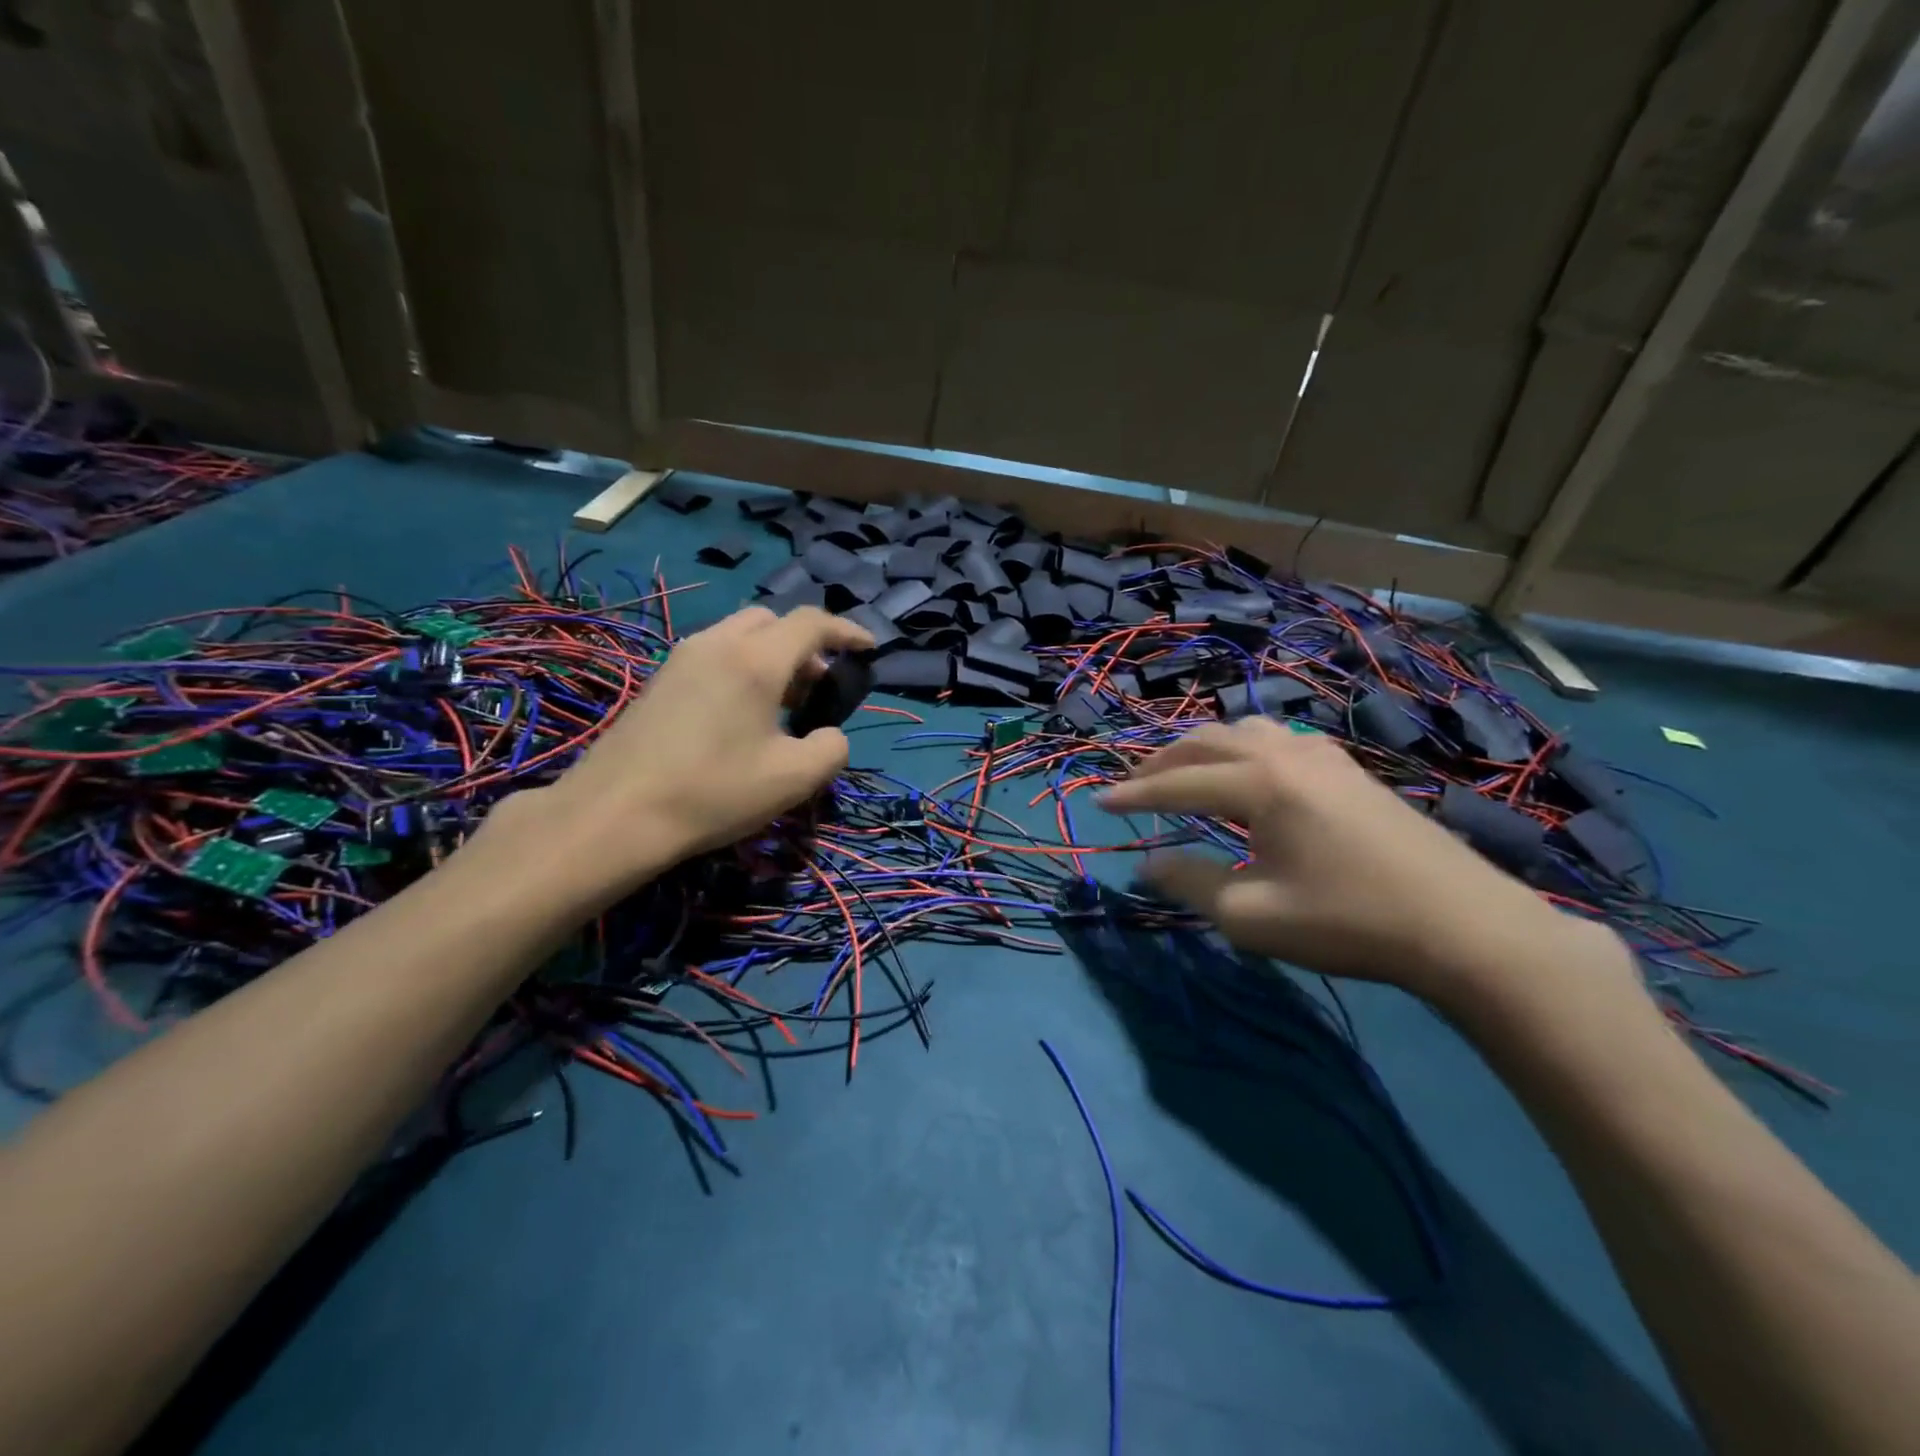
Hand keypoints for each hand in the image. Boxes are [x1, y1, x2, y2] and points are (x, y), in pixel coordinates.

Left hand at [528, 605, 872, 893]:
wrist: (614, 814)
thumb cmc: (713, 792)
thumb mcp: (794, 779)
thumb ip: (832, 749)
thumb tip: (830, 735)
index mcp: (756, 660)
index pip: (812, 623)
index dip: (847, 632)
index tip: (868, 650)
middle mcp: (718, 644)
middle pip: (773, 621)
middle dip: (805, 645)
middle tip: (817, 688)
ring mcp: (682, 658)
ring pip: (740, 635)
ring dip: (771, 656)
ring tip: (782, 705)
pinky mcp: (659, 680)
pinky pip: (715, 654)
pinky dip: (742, 667)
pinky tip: (739, 716)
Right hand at [1100, 716, 1606, 999]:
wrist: (1462, 926)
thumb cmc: (1346, 920)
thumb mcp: (1251, 913)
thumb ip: (1189, 882)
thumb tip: (1145, 863)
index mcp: (1257, 783)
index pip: (1176, 783)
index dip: (1132, 794)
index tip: (1098, 802)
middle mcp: (1283, 753)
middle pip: (1204, 742)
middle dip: (1160, 763)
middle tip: (1132, 787)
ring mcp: (1321, 755)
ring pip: (1242, 730)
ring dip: (1202, 748)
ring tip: (1183, 773)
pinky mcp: (1348, 768)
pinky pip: (1277, 738)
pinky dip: (1242, 748)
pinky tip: (1247, 773)